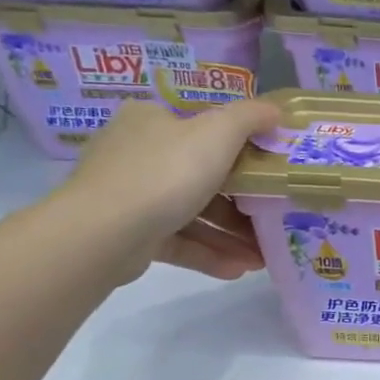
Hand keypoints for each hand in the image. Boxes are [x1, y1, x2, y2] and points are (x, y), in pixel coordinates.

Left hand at [58, 96, 282, 281]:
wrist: (104, 233)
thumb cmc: (166, 172)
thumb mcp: (218, 133)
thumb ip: (250, 118)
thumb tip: (275, 111)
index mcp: (152, 120)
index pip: (201, 128)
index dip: (240, 148)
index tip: (271, 169)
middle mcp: (137, 153)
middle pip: (202, 175)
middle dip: (243, 203)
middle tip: (274, 217)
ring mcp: (130, 195)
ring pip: (193, 213)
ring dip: (231, 235)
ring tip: (263, 256)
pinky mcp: (130, 234)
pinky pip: (179, 241)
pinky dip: (209, 253)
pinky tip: (239, 269)